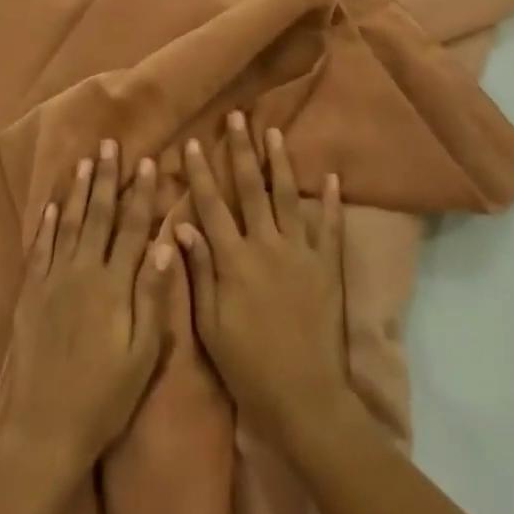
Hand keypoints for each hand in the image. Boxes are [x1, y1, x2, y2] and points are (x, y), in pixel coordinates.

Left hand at [0, 140, 176, 484]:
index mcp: (114, 285)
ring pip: (69, 224)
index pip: (132, 227)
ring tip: (84, 162)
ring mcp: (52, 281)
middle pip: (98, 216)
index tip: (148, 162)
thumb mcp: (142, 354)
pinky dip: (46, 224)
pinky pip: (39, 249)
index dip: (142, 194)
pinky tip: (51, 206)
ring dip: (78, 191)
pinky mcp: (29, 295)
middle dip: (106, 178)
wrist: (42, 426)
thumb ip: (153, 297)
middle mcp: (82, 272)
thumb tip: (167, 245)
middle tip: (109, 145)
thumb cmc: (102, 396)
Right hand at [177, 113, 349, 451]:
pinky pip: (331, 227)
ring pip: (289, 197)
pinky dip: (332, 201)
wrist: (304, 395)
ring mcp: (301, 252)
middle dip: (242, 151)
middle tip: (237, 118)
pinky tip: (332, 177)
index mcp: (234, 259)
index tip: (194, 143)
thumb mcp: (210, 323)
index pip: (212, 206)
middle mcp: (267, 245)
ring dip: (281, 163)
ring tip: (275, 132)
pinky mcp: (327, 266)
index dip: (201, 173)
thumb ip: (198, 271)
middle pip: (251, 188)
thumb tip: (182, 226)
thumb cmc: (247, 363)